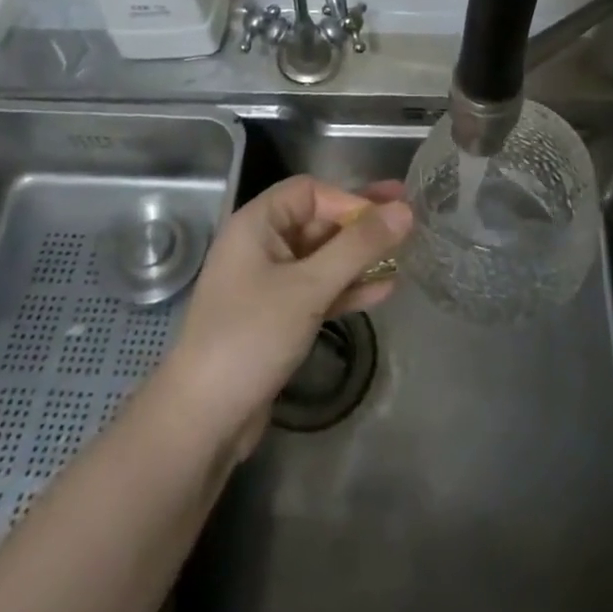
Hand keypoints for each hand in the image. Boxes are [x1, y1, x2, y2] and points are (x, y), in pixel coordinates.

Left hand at [159, 176, 412, 457]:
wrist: (203, 420)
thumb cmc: (251, 336)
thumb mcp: (309, 287)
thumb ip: (358, 246)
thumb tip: (404, 210)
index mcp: (256, 224)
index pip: (310, 192)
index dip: (349, 199)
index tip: (387, 217)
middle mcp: (260, 246)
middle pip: (318, 221)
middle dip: (362, 224)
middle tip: (409, 219)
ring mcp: (268, 284)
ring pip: (322, 258)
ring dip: (360, 257)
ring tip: (406, 254)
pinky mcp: (277, 318)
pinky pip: (318, 290)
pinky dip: (347, 288)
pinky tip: (384, 289)